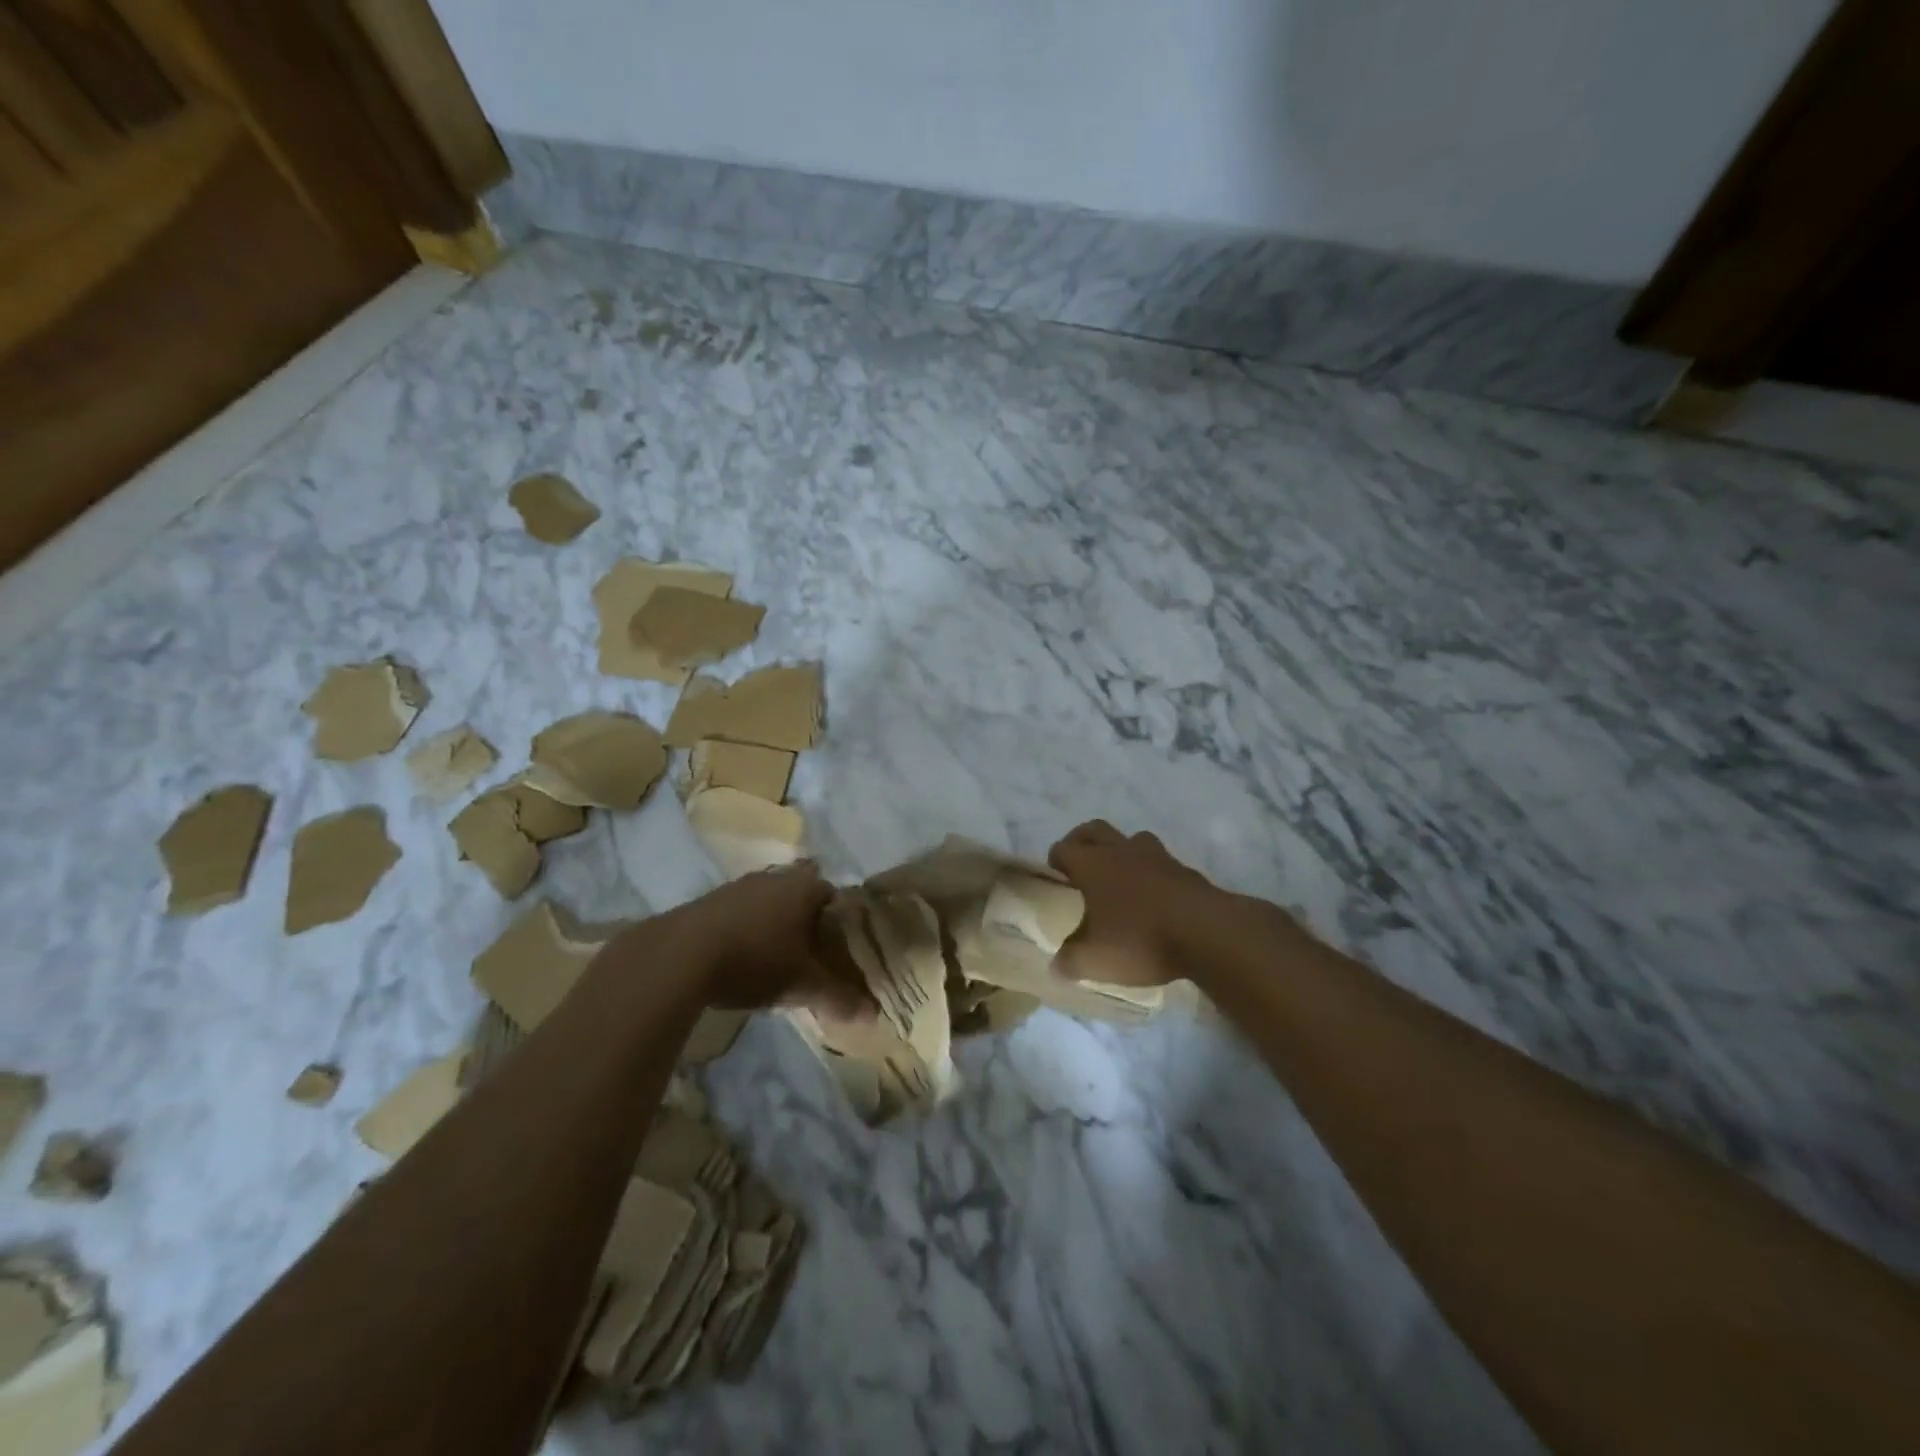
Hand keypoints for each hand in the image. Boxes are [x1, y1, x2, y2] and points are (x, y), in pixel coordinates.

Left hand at [655, 863, 874, 1019]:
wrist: (679, 956)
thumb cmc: (754, 960)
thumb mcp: (802, 985)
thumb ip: (838, 997)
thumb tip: (873, 1015)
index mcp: (804, 888)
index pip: (835, 895)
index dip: (840, 920)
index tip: (838, 947)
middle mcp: (775, 878)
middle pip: (802, 892)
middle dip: (807, 918)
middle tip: (810, 952)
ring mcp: (739, 885)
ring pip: (769, 899)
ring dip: (774, 921)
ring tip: (775, 957)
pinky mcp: (709, 900)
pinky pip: (740, 909)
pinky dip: (746, 927)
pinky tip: (740, 956)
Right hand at [1046, 820, 1222, 986]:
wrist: (1206, 932)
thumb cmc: (1139, 939)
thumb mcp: (1095, 960)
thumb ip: (1070, 961)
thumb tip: (1055, 966)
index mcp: (1092, 864)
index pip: (1063, 848)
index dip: (1055, 860)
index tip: (1056, 880)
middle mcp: (1120, 850)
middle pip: (1093, 829)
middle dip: (1082, 842)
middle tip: (1080, 868)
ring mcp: (1156, 856)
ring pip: (1130, 839)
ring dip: (1120, 852)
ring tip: (1119, 880)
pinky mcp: (1184, 869)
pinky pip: (1159, 862)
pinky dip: (1150, 873)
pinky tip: (1153, 899)